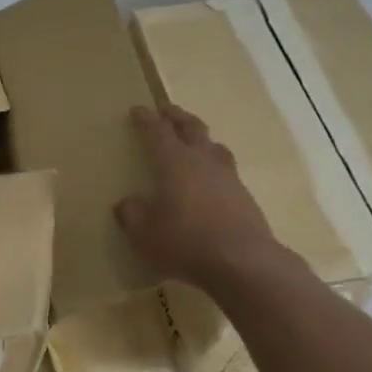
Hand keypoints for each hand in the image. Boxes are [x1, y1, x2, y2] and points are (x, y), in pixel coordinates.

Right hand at [114, 103, 282, 288]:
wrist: (242, 261)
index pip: (157, 132)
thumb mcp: (144, 232)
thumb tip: (127, 203)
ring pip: (214, 146)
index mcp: (173, 162)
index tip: (137, 110)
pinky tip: (211, 180)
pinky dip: (215, 167)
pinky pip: (227, 170)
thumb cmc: (184, 241)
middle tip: (167, 111)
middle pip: (191, 128)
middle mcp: (202, 160)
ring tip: (195, 141)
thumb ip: (131, 214)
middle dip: (177, 117)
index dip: (146, 120)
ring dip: (201, 138)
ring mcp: (228, 176)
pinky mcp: (245, 196)